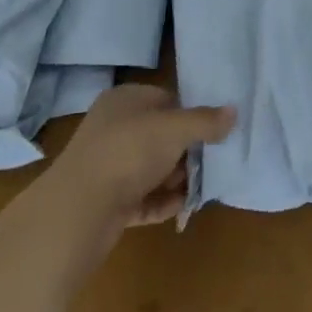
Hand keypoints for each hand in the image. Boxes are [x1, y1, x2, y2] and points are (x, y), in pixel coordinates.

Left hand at [58, 83, 234, 226]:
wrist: (78, 212)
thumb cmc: (129, 152)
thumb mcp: (176, 129)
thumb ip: (206, 121)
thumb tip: (234, 112)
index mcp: (124, 100)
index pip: (165, 99)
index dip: (190, 114)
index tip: (213, 131)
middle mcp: (113, 129)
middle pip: (160, 136)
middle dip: (186, 152)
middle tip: (209, 162)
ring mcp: (107, 166)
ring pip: (152, 168)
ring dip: (176, 179)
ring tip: (199, 187)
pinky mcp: (106, 201)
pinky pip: (142, 197)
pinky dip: (162, 201)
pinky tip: (182, 207)